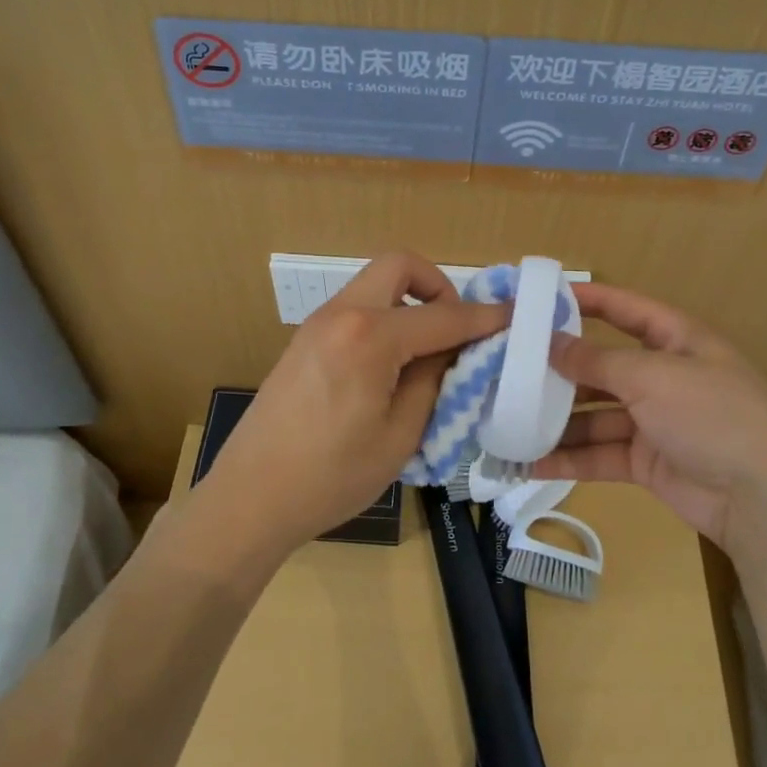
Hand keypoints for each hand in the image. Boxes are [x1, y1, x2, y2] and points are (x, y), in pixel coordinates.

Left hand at [198, 252, 509, 562]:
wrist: (250, 499)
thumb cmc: (331, 477)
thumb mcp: (401, 435)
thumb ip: (433, 382)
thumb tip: (452, 352)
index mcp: (370, 337)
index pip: (443, 315)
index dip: (485, 317)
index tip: (516, 317)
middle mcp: (341, 315)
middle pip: (398, 267)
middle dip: (437, 287)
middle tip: (456, 330)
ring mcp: (316, 326)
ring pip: (374, 287)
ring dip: (408, 304)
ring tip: (427, 355)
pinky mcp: (304, 343)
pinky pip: (355, 312)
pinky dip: (384, 321)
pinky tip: (391, 368)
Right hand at [531, 283, 766, 547]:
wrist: (762, 498)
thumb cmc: (712, 415)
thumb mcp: (653, 377)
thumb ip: (597, 360)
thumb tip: (550, 344)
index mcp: (678, 342)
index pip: (628, 310)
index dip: (590, 301)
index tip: (544, 297)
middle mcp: (665, 378)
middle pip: (603, 367)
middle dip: (560, 370)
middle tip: (509, 369)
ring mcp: (655, 423)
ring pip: (595, 415)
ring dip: (557, 421)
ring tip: (508, 420)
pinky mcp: (646, 462)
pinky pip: (600, 454)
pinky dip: (569, 459)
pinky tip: (530, 462)